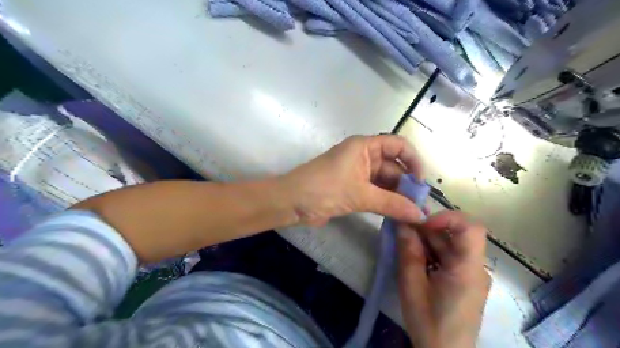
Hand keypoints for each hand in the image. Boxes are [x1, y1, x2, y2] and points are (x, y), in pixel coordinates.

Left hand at [282, 135, 424, 226]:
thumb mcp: (360, 194)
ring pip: (385, 182)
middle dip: (407, 185)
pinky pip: (375, 193)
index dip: (413, 160)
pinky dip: (386, 203)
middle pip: (393, 166)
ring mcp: (357, 174)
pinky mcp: (352, 189)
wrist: (292, 202)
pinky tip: (397, 215)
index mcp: (364, 147)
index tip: (421, 182)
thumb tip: (420, 215)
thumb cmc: (325, 188)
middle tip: (420, 208)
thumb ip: (392, 204)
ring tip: (413, 215)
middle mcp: (363, 157)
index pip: (398, 145)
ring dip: (398, 196)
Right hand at [400, 211, 491, 346]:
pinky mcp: (465, 280)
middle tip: (402, 229)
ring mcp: (471, 274)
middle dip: (428, 229)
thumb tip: (403, 222)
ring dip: (427, 240)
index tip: (421, 224)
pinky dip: (431, 252)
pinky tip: (415, 258)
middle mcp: (475, 268)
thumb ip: (408, 252)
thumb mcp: (411, 286)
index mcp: (468, 270)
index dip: (446, 218)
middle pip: (456, 235)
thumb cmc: (428, 323)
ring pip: (450, 244)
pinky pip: (449, 256)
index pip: (471, 229)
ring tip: (404, 243)